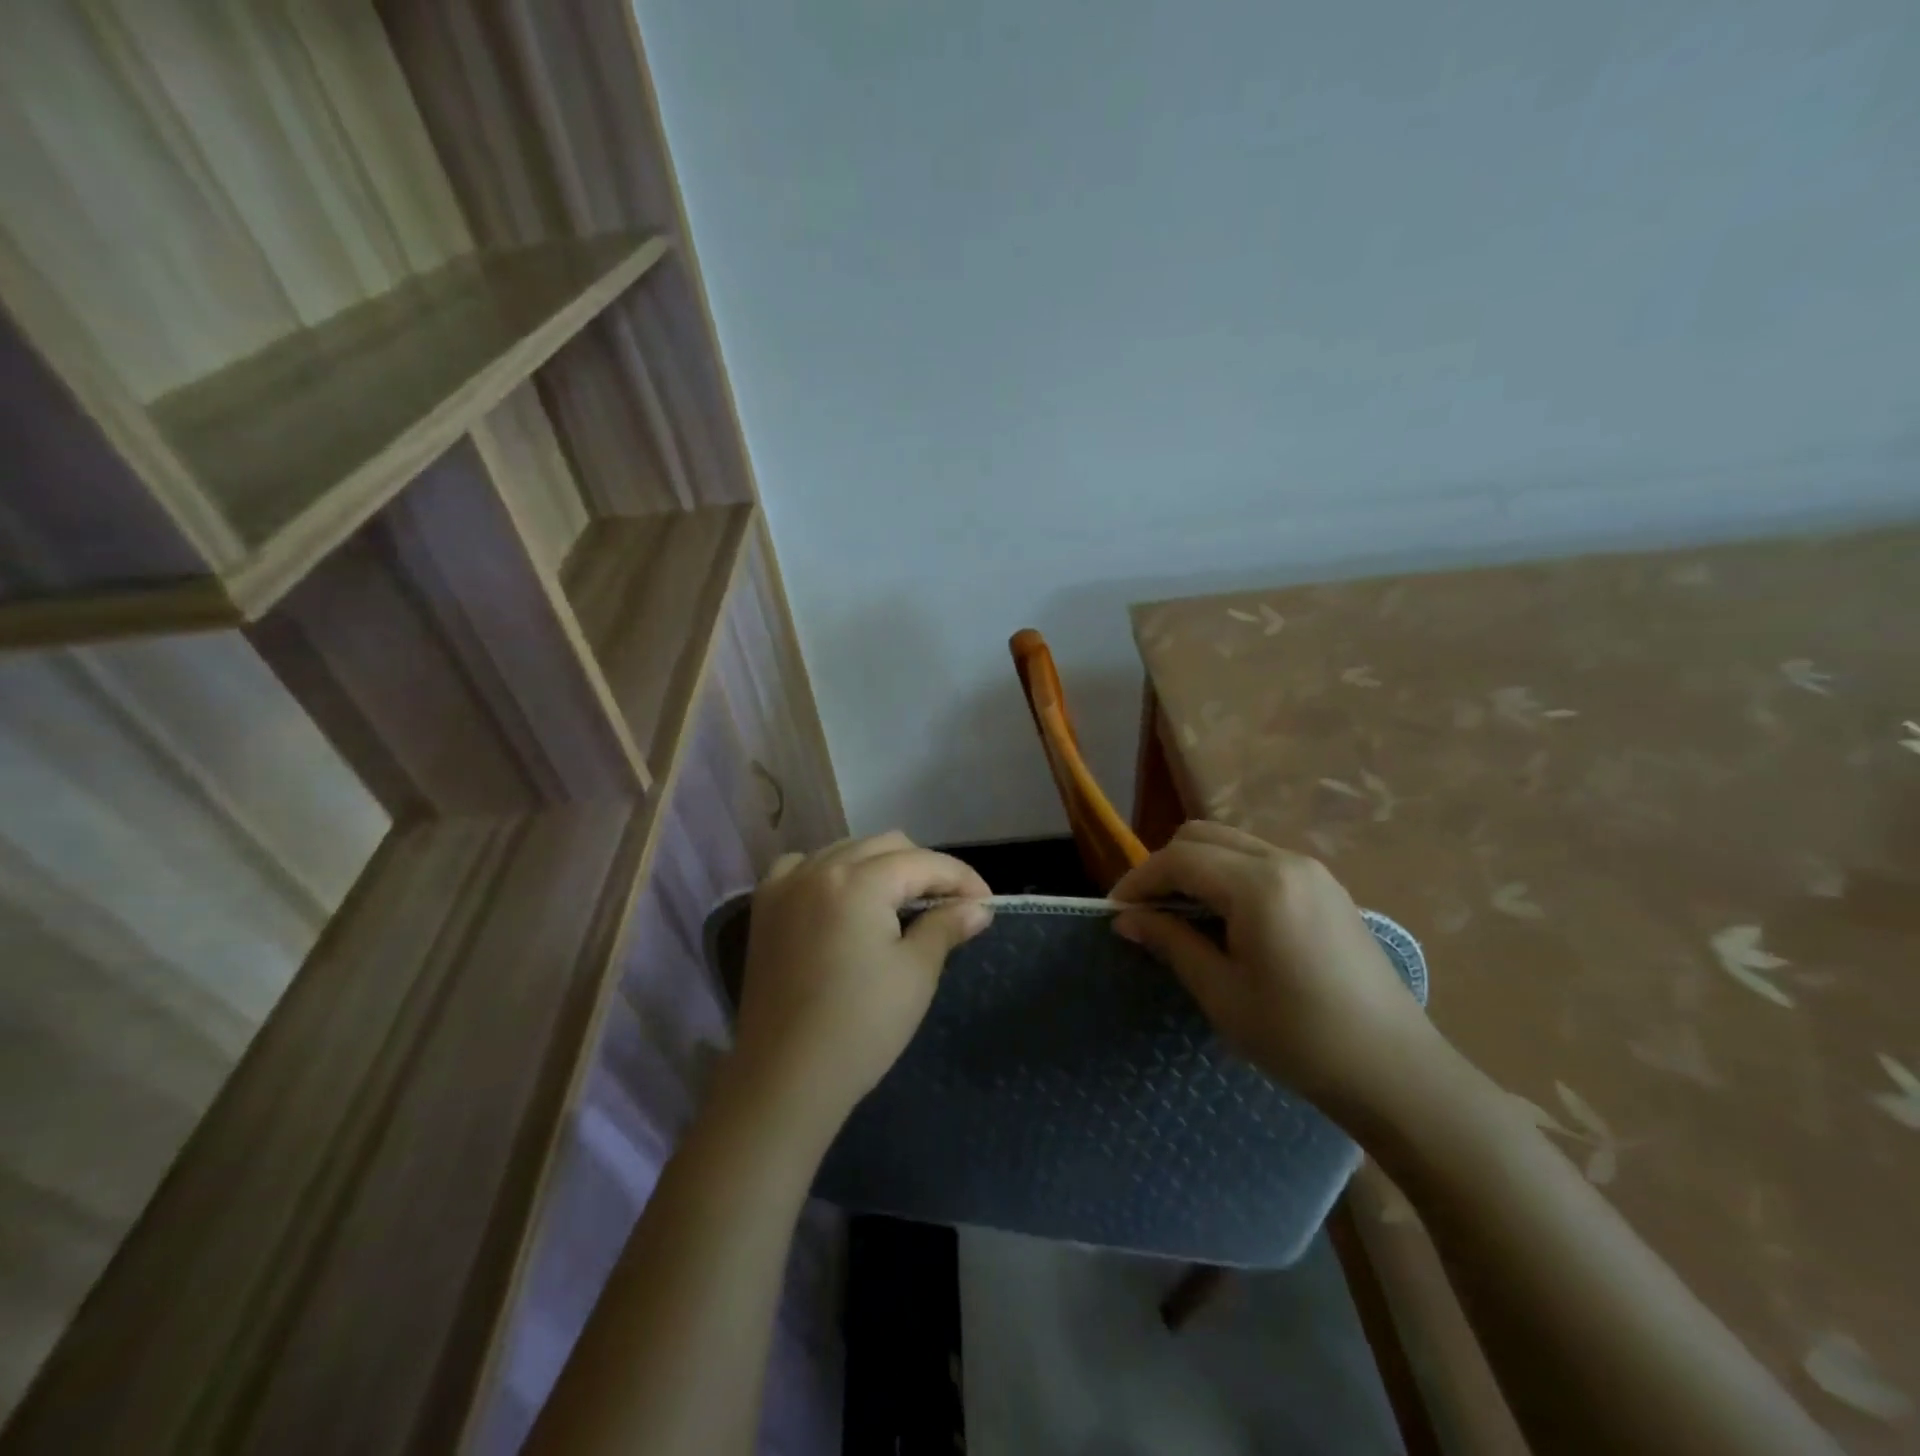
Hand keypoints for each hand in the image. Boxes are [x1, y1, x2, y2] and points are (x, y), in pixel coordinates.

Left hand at [731, 832, 991, 1134]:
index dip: (962, 878)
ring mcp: (785, 885)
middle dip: (924, 868)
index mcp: (858, 881)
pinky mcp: (764, 907)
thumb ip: (947, 926)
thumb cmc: (861, 1026)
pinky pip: (802, 866)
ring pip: (846, 850)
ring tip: (901, 902)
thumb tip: (977, 907)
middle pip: (885, 846)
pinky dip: (830, 872)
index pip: (923, 862)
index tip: (985, 903)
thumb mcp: (916, 973)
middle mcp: (818, 868)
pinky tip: (841, 898)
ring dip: (880, 866)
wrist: (785, 1079)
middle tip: (948, 905)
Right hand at [1111, 821, 1435, 1110]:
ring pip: (1232, 844)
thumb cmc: (1299, 1037)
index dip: (1139, 880)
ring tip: (1181, 915)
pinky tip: (1226, 919)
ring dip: (1197, 868)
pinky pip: (1260, 861)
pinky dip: (1228, 875)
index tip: (1116, 911)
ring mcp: (1312, 871)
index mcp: (1259, 885)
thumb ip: (1171, 942)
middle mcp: (1286, 861)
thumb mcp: (1221, 993)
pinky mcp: (1327, 888)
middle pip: (1203, 836)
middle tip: (1147, 912)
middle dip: (1165, 866)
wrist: (1395, 1071)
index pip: (1179, 859)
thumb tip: (1126, 919)